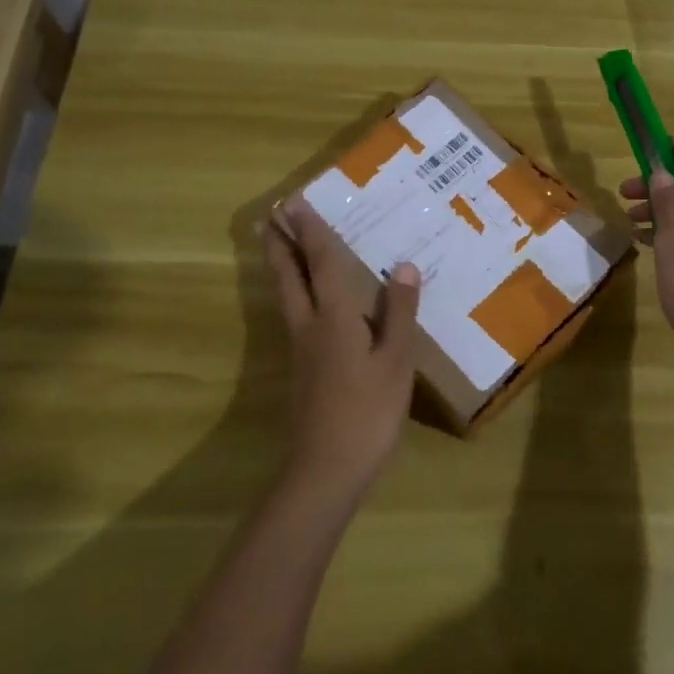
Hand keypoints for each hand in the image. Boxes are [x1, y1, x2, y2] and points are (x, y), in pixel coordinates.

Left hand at [263, 204, 421, 501]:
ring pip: (286, 296)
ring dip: (281, 267)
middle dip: (280, 245)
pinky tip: (307, 302)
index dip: (311, 233)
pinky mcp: (302, 371)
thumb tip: (402, 265)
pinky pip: (295, 316)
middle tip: (270, 217)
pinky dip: (294, 293)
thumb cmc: (367, 411)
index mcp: (334, 318)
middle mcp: (310, 326)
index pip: (320, 264)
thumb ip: (398, 313)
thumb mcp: (395, 361)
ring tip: (279, 246)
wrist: (326, 470)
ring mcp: (301, 350)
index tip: (295, 203)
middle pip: (288, 277)